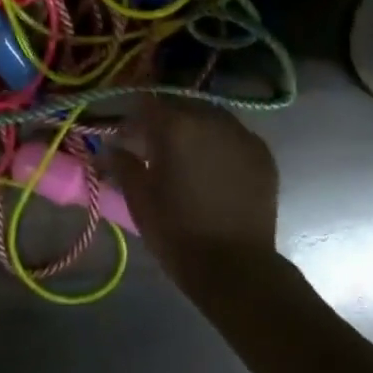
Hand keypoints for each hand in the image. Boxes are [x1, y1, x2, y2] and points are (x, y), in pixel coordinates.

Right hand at [114, 99, 279, 285]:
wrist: (236, 268)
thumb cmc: (178, 232)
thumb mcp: (140, 199)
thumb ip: (123, 164)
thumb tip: (110, 147)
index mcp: (175, 125)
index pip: (146, 104)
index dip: (134, 121)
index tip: (128, 141)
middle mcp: (210, 118)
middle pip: (180, 106)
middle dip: (166, 123)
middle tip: (157, 151)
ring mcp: (241, 134)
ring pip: (209, 117)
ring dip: (195, 130)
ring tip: (190, 159)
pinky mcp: (262, 153)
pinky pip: (234, 136)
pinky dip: (221, 144)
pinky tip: (217, 168)